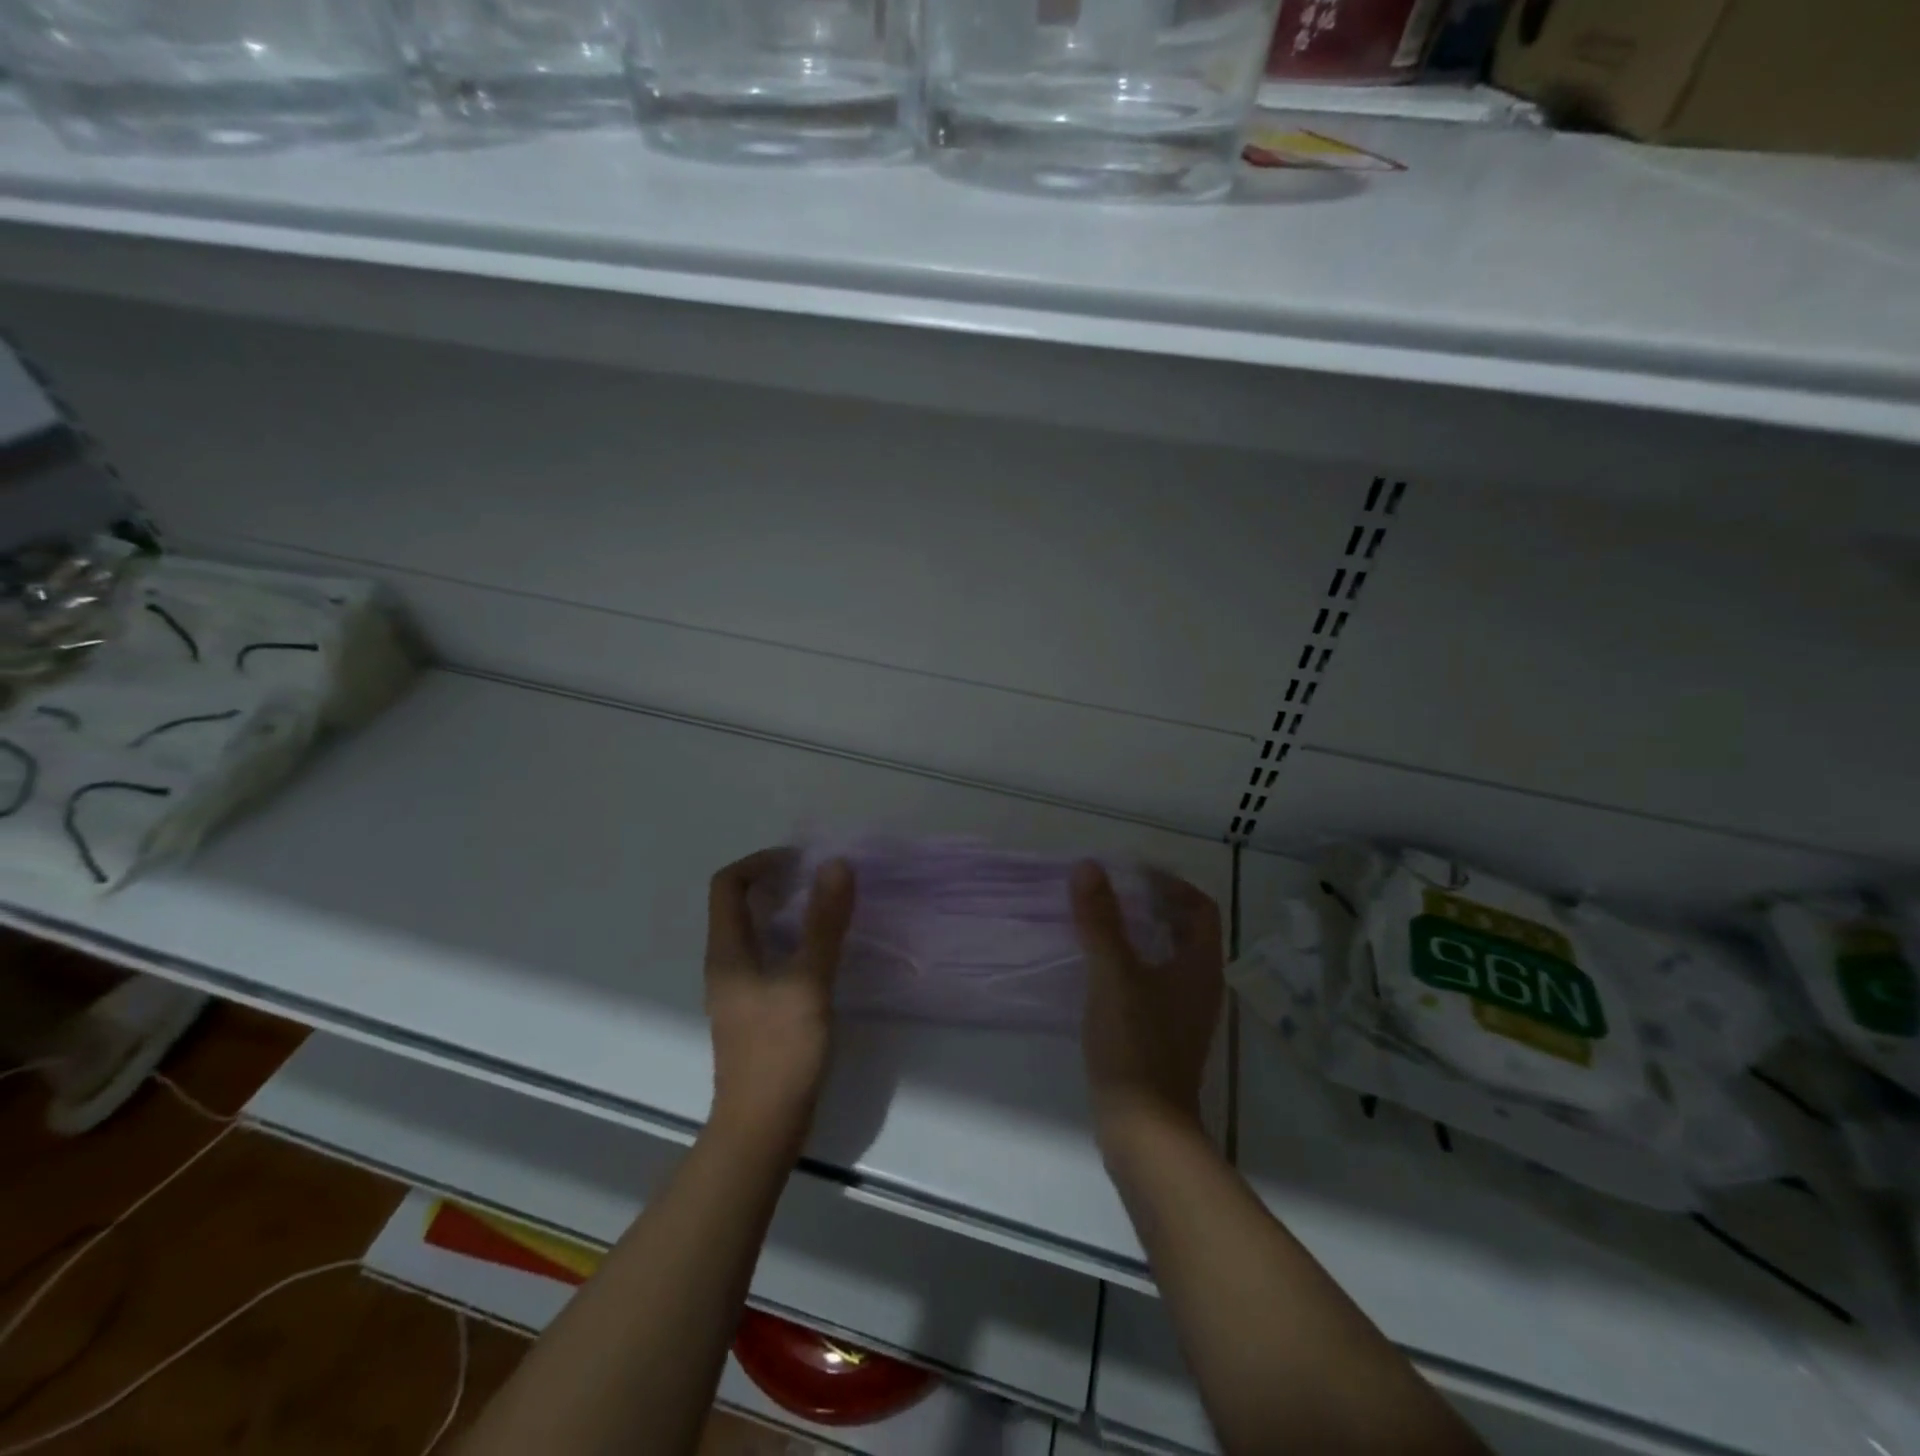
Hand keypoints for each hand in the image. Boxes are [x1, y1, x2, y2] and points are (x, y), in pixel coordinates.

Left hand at [704, 849, 855, 1146]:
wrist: (762, 1127)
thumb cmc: (780, 1050)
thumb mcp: (808, 981)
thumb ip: (824, 923)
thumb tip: (836, 865)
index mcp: (728, 951)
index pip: (728, 885)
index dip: (761, 862)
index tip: (803, 862)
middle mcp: (727, 964)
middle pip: (740, 905)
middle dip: (779, 883)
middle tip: (822, 881)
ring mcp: (740, 989)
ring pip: (758, 932)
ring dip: (788, 911)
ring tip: (829, 909)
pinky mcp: (756, 1010)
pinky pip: (770, 957)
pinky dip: (794, 941)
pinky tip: (824, 953)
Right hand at [1072, 862, 1223, 1148]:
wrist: (1144, 1128)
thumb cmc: (1135, 1044)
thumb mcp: (1114, 975)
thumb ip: (1101, 920)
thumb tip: (1089, 867)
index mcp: (1200, 967)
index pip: (1201, 908)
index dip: (1172, 884)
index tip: (1134, 873)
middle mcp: (1201, 987)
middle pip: (1186, 932)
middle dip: (1153, 906)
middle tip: (1113, 893)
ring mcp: (1184, 1015)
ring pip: (1169, 959)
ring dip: (1141, 935)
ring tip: (1102, 924)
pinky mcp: (1164, 1036)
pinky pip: (1154, 983)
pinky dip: (1133, 964)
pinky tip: (1100, 971)